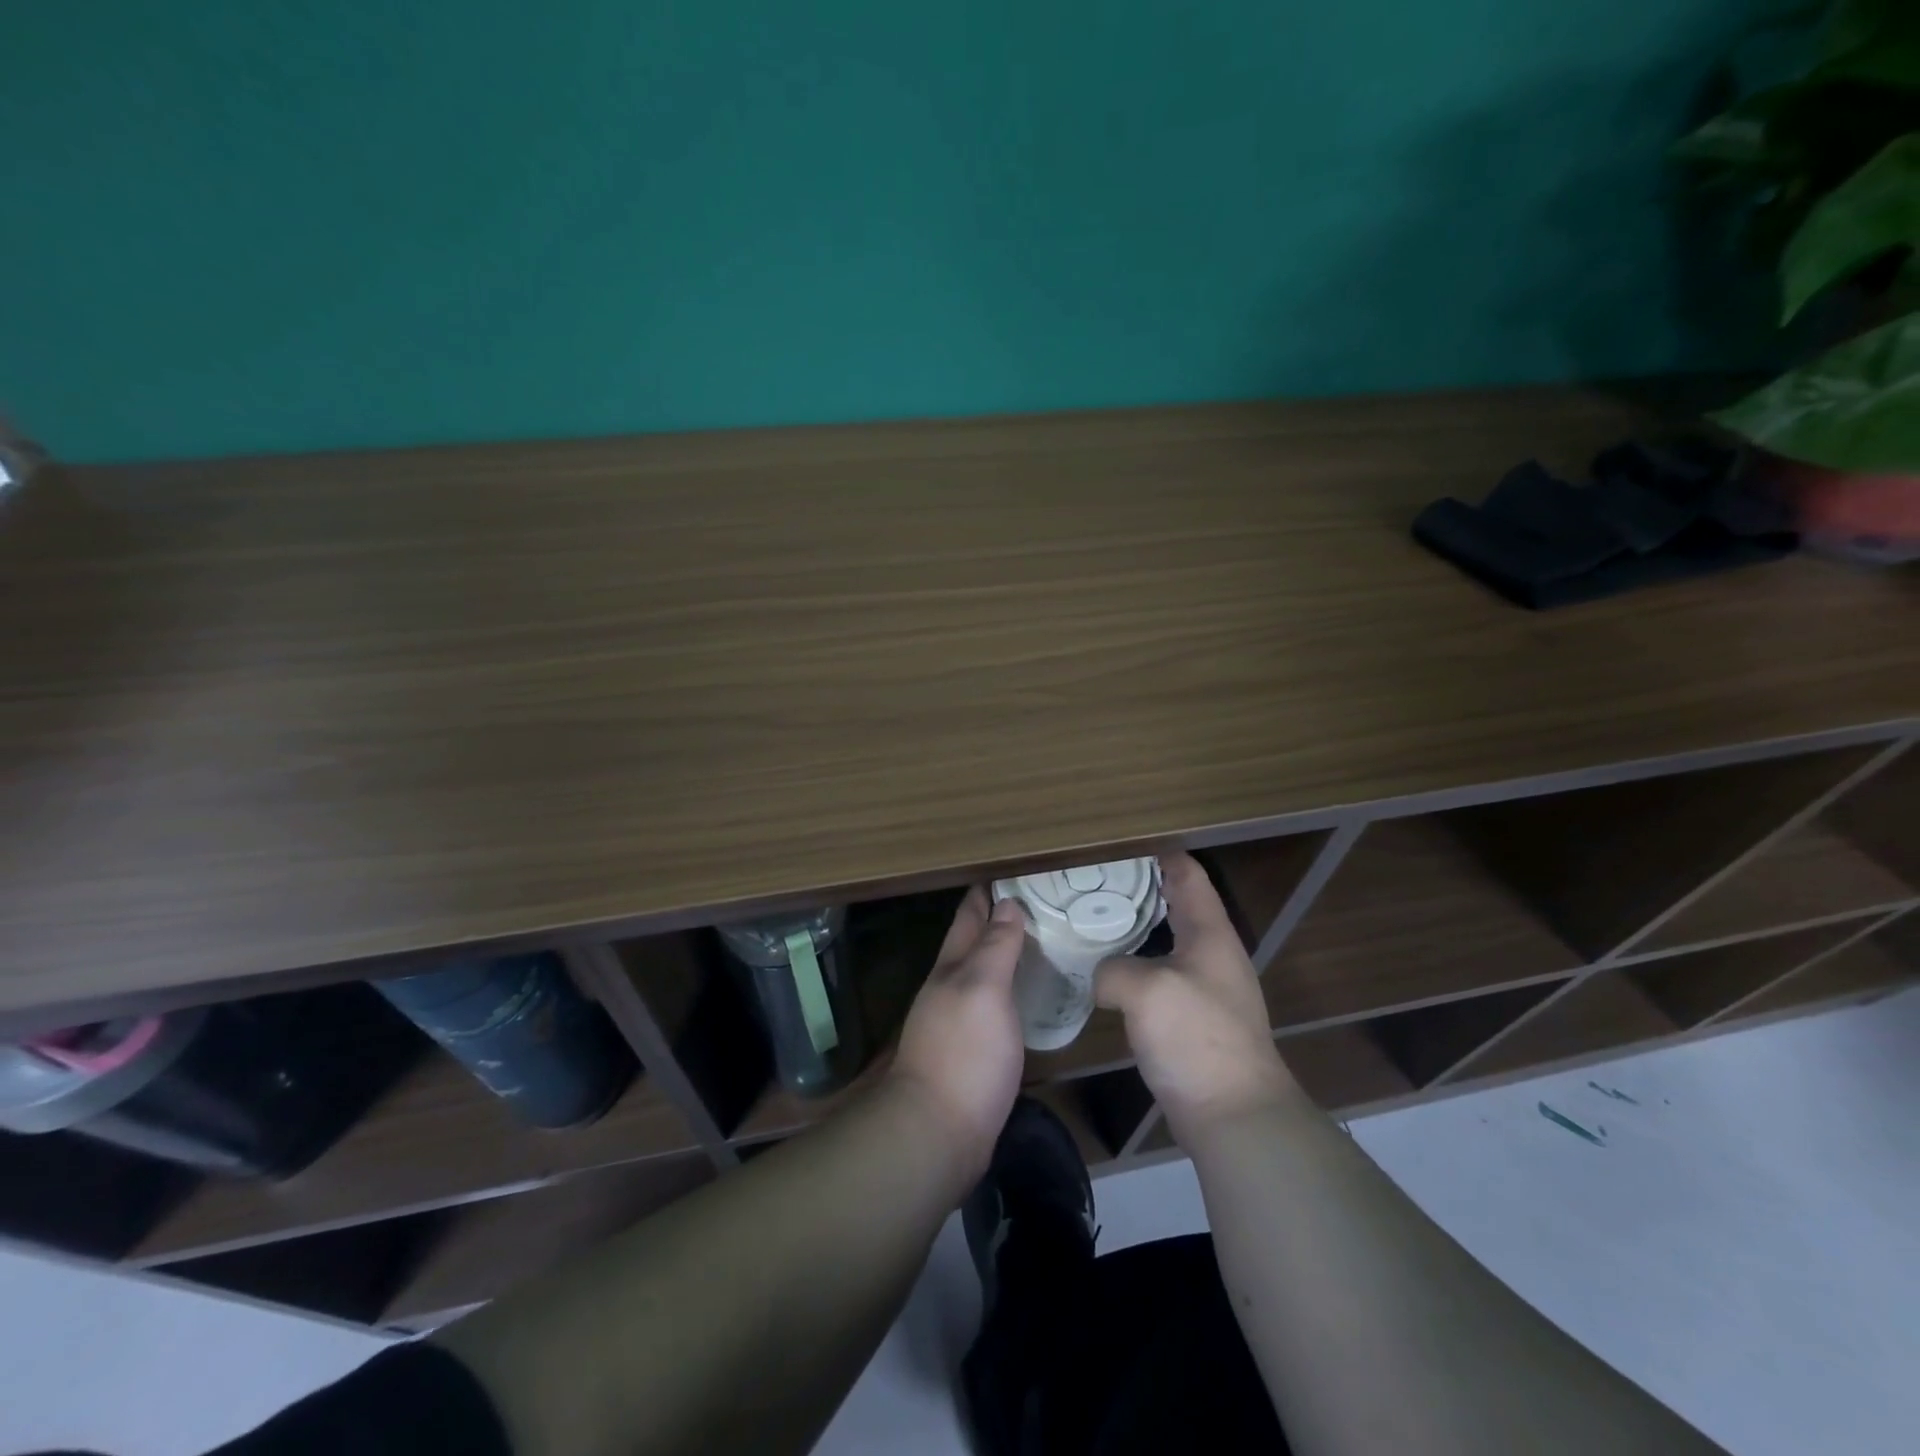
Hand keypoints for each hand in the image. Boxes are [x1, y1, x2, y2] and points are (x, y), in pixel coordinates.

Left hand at [887, 888, 1025, 1182]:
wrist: (938, 1132)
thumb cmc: (964, 1052)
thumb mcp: (982, 989)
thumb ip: (995, 947)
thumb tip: (1007, 903)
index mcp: (952, 967)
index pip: (969, 916)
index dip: (986, 893)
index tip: (1010, 871)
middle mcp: (951, 988)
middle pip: (972, 943)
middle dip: (995, 918)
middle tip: (1035, 900)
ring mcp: (958, 1021)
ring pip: (983, 974)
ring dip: (1003, 954)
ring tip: (1037, 940)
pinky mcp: (972, 1051)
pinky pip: (994, 1005)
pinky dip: (1010, 990)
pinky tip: (1028, 995)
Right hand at [1095, 851, 1296, 1147]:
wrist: (1234, 1116)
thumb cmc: (1197, 1039)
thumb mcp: (1145, 990)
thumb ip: (1113, 969)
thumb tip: (1104, 976)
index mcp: (1209, 932)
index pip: (1187, 874)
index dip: (1157, 853)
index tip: (1117, 844)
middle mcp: (1212, 953)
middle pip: (1176, 903)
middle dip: (1137, 888)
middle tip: (1092, 882)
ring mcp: (1205, 988)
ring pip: (1165, 940)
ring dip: (1134, 928)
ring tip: (1092, 921)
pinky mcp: (1193, 1020)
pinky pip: (1159, 975)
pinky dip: (1134, 965)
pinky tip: (1106, 974)